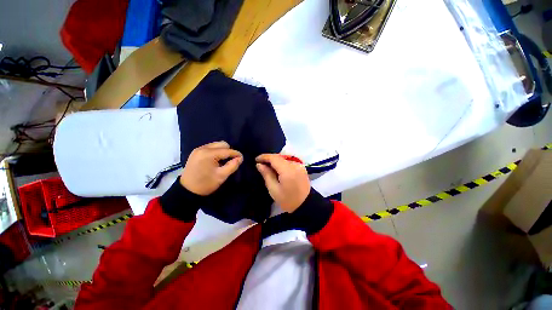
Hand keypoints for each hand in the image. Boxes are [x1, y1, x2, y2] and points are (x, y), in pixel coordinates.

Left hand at [180, 141, 242, 195]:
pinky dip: (216, 152)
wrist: (187, 191)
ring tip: (224, 161)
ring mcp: (198, 149)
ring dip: (222, 151)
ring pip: (216, 145)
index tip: (241, 158)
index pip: (227, 150)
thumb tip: (240, 158)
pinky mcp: (196, 152)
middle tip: (231, 160)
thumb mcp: (221, 176)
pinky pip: (210, 148)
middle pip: (222, 144)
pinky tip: (216, 160)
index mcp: (208, 154)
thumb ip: (232, 165)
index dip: (236, 154)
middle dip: (229, 151)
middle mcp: (203, 148)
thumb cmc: (205, 184)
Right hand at [256, 154, 309, 212]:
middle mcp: (295, 165)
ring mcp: (299, 165)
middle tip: (260, 163)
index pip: (274, 158)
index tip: (256, 159)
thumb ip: (267, 175)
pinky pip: (289, 162)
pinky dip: (282, 163)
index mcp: (287, 170)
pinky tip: (277, 169)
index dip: (264, 157)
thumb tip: (259, 164)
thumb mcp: (274, 190)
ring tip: (267, 166)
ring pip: (284, 158)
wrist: (306, 205)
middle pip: (279, 157)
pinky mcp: (302, 167)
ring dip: (275, 161)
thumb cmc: (288, 200)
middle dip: (269, 158)